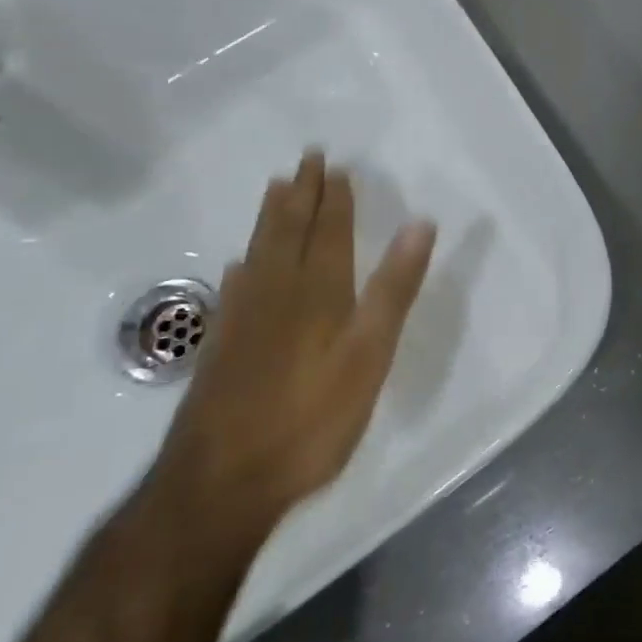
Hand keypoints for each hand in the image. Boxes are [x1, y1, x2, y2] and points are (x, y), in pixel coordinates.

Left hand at [150, 151, 436, 543]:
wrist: (222, 482)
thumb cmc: (311, 418)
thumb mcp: (370, 354)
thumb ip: (393, 289)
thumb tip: (420, 223)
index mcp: (319, 292)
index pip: (330, 231)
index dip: (335, 198)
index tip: (336, 165)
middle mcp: (278, 293)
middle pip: (290, 231)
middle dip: (302, 194)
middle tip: (306, 158)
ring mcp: (245, 319)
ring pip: (259, 252)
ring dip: (271, 218)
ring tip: (276, 188)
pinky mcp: (222, 347)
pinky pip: (234, 289)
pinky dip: (242, 266)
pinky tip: (238, 264)